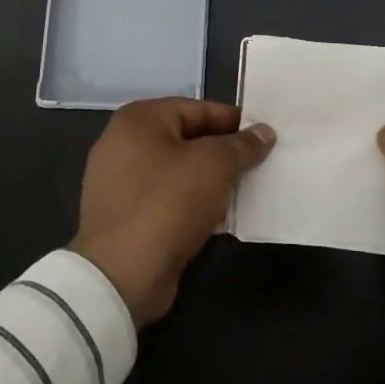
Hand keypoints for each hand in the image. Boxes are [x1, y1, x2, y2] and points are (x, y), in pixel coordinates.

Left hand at [72, 98, 274, 326]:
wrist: (122, 274)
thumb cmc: (168, 202)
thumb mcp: (214, 164)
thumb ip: (242, 145)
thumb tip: (264, 132)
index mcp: (139, 120)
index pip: (197, 109)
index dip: (233, 120)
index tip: (264, 135)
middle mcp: (123, 145)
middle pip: (187, 140)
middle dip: (224, 152)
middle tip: (261, 163)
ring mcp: (120, 184)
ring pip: (179, 173)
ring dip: (211, 182)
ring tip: (248, 190)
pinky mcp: (126, 218)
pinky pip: (168, 201)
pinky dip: (194, 205)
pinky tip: (222, 217)